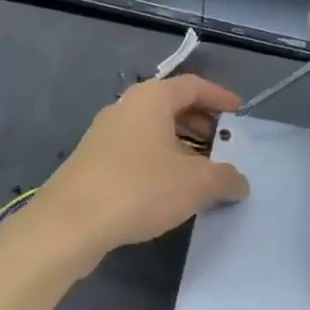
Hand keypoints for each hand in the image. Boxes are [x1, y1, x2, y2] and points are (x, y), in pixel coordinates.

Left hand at [28, 75, 249, 270]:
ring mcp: (104, 134)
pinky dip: (157, 161)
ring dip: (179, 146)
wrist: (69, 223)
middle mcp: (126, 107)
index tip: (238, 113)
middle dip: (201, 124)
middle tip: (222, 146)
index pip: (193, 86)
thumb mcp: (195, 184)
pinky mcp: (91, 161)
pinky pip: (135, 150)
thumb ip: (225, 178)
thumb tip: (240, 182)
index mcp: (151, 98)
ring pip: (151, 130)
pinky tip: (168, 190)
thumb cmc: (139, 188)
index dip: (219, 97)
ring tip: (200, 173)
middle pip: (171, 106)